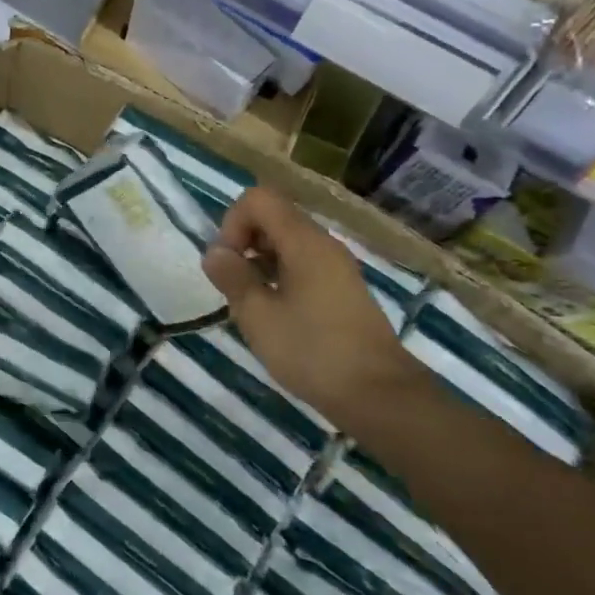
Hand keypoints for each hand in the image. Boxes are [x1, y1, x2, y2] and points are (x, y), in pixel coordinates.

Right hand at [202, 188, 409, 422]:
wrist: (380, 395)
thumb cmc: (313, 352)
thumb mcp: (258, 316)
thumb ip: (233, 278)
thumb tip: (214, 252)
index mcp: (304, 242)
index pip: (259, 199)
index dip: (232, 223)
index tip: (227, 263)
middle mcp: (324, 244)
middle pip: (274, 216)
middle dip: (244, 241)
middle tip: (234, 284)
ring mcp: (337, 267)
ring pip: (288, 241)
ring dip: (260, 261)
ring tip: (251, 302)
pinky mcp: (343, 289)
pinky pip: (304, 264)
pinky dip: (280, 275)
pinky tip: (276, 314)